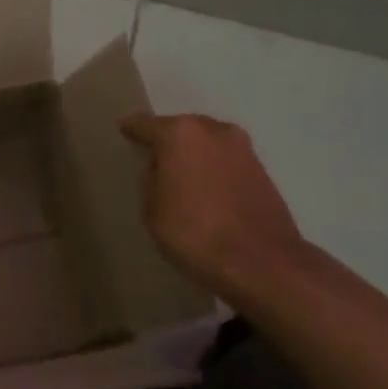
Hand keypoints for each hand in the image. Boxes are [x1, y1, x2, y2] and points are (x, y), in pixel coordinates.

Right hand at [118, 113, 305, 291]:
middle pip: (180, 128)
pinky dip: (214, 168)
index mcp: (179, 134)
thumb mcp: (153, 211)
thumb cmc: (196, 234)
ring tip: (182, 175)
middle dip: (167, 141)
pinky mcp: (262, 168)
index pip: (144, 124)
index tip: (123, 132)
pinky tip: (208, 188)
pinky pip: (225, 160)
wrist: (264, 264)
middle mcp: (212, 129)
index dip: (131, 130)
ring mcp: (241, 147)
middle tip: (154, 159)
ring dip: (194, 154)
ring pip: (207, 142)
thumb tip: (161, 170)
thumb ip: (151, 181)